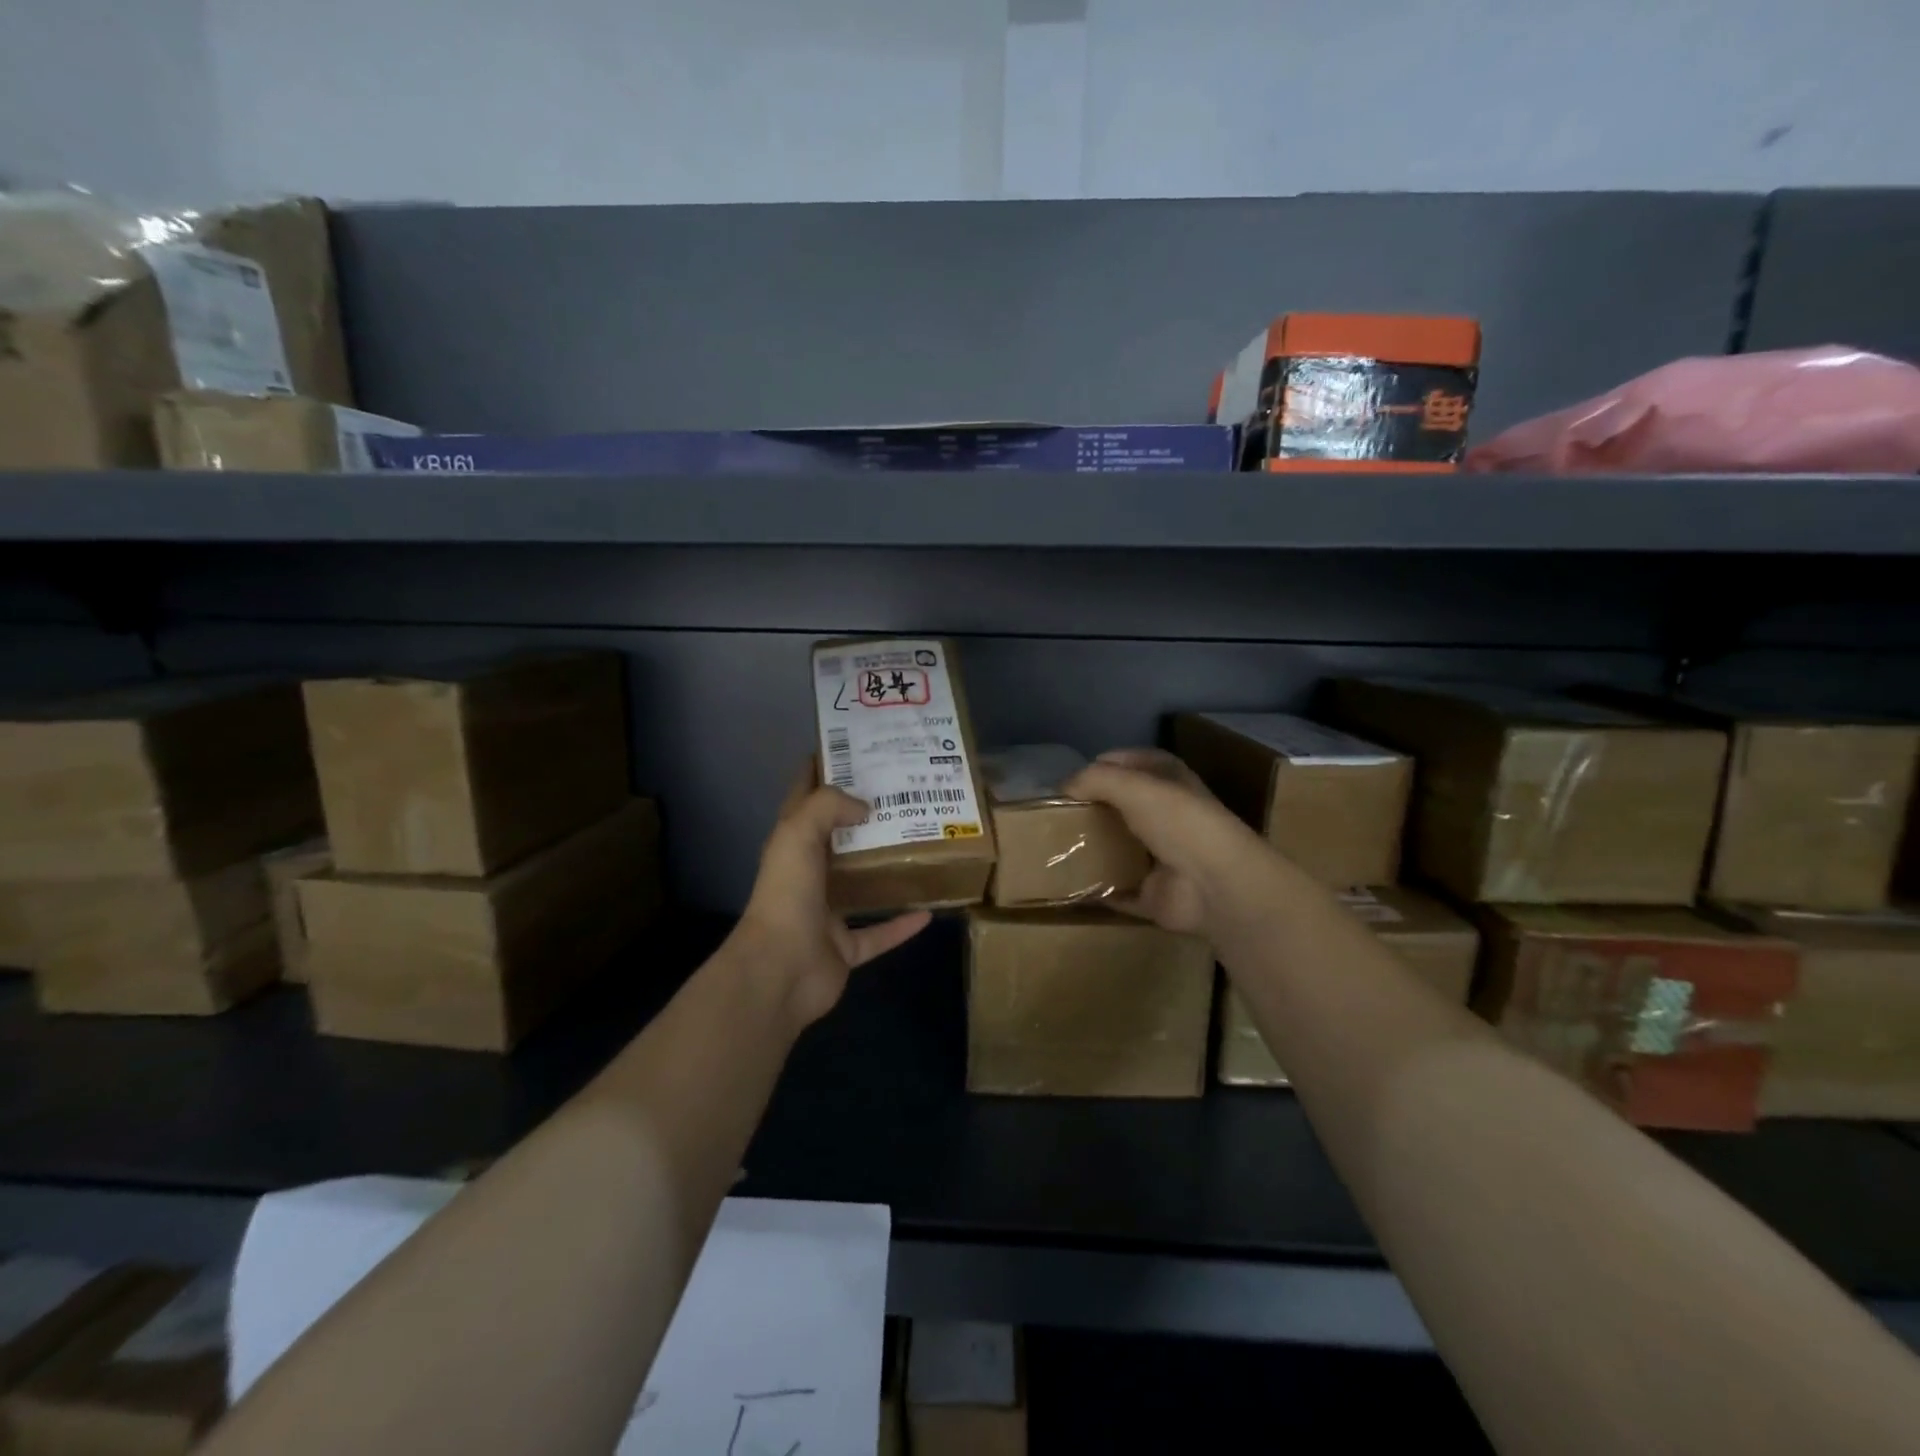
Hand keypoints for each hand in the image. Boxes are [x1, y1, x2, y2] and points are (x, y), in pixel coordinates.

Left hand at [731, 771, 930, 1030]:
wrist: (781, 970)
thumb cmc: (788, 894)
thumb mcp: (799, 832)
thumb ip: (830, 806)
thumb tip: (865, 806)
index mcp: (791, 845)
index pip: (804, 797)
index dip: (822, 771)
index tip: (853, 749)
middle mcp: (807, 876)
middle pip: (838, 839)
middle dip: (865, 818)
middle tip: (902, 794)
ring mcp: (826, 914)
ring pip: (860, 886)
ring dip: (885, 870)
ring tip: (920, 846)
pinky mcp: (844, 948)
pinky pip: (879, 933)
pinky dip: (902, 925)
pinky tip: (930, 911)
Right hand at [1065, 748, 1263, 938]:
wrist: (1215, 885)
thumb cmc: (1179, 822)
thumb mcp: (1133, 785)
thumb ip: (1094, 779)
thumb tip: (1062, 786)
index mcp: (1170, 781)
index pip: (1132, 763)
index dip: (1103, 766)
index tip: (1069, 780)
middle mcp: (1167, 816)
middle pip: (1121, 807)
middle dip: (1090, 810)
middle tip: (1053, 816)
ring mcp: (1160, 858)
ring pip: (1117, 849)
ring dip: (1089, 850)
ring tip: (1051, 847)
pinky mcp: (1152, 894)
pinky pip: (1115, 891)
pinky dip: (1094, 891)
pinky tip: (1065, 885)